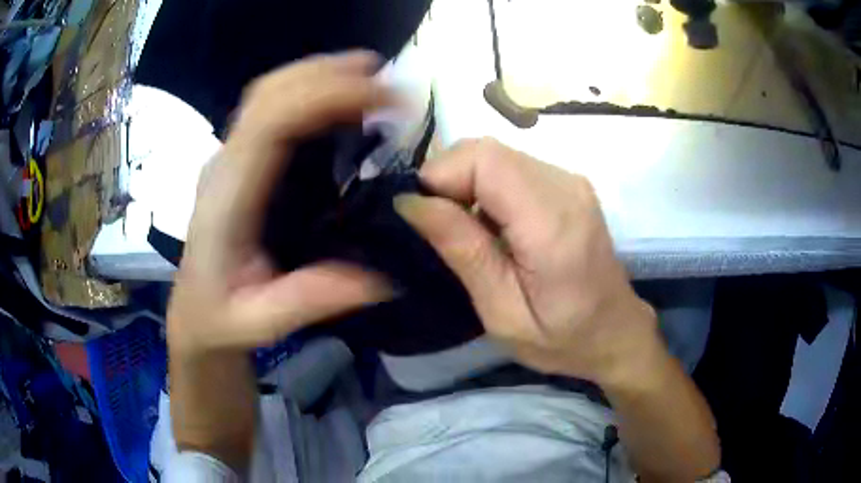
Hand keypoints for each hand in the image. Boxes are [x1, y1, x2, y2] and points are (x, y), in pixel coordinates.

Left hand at [168, 51, 393, 354]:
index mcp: (226, 200)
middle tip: (387, 81)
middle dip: (328, 74)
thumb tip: (387, 277)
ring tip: (371, 79)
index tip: (384, 100)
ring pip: (269, 93)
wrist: (194, 313)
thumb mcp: (263, 322)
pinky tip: (341, 100)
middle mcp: (224, 165)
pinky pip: (272, 109)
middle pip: (268, 94)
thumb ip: (312, 298)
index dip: (325, 97)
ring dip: (319, 75)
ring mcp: (229, 158)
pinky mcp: (239, 161)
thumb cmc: (221, 318)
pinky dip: (310, 92)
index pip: (270, 124)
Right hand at [395, 138, 659, 385]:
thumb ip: (462, 251)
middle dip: (449, 179)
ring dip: (466, 184)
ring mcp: (570, 180)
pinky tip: (491, 225)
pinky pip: (511, 166)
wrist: (614, 331)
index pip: (483, 159)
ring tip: (466, 232)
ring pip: (495, 154)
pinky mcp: (568, 183)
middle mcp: (565, 186)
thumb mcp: (503, 313)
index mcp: (552, 222)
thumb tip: (411, 201)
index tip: (423, 217)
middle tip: (441, 228)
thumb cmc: (561, 338)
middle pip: (486, 150)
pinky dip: (486, 187)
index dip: (441, 176)